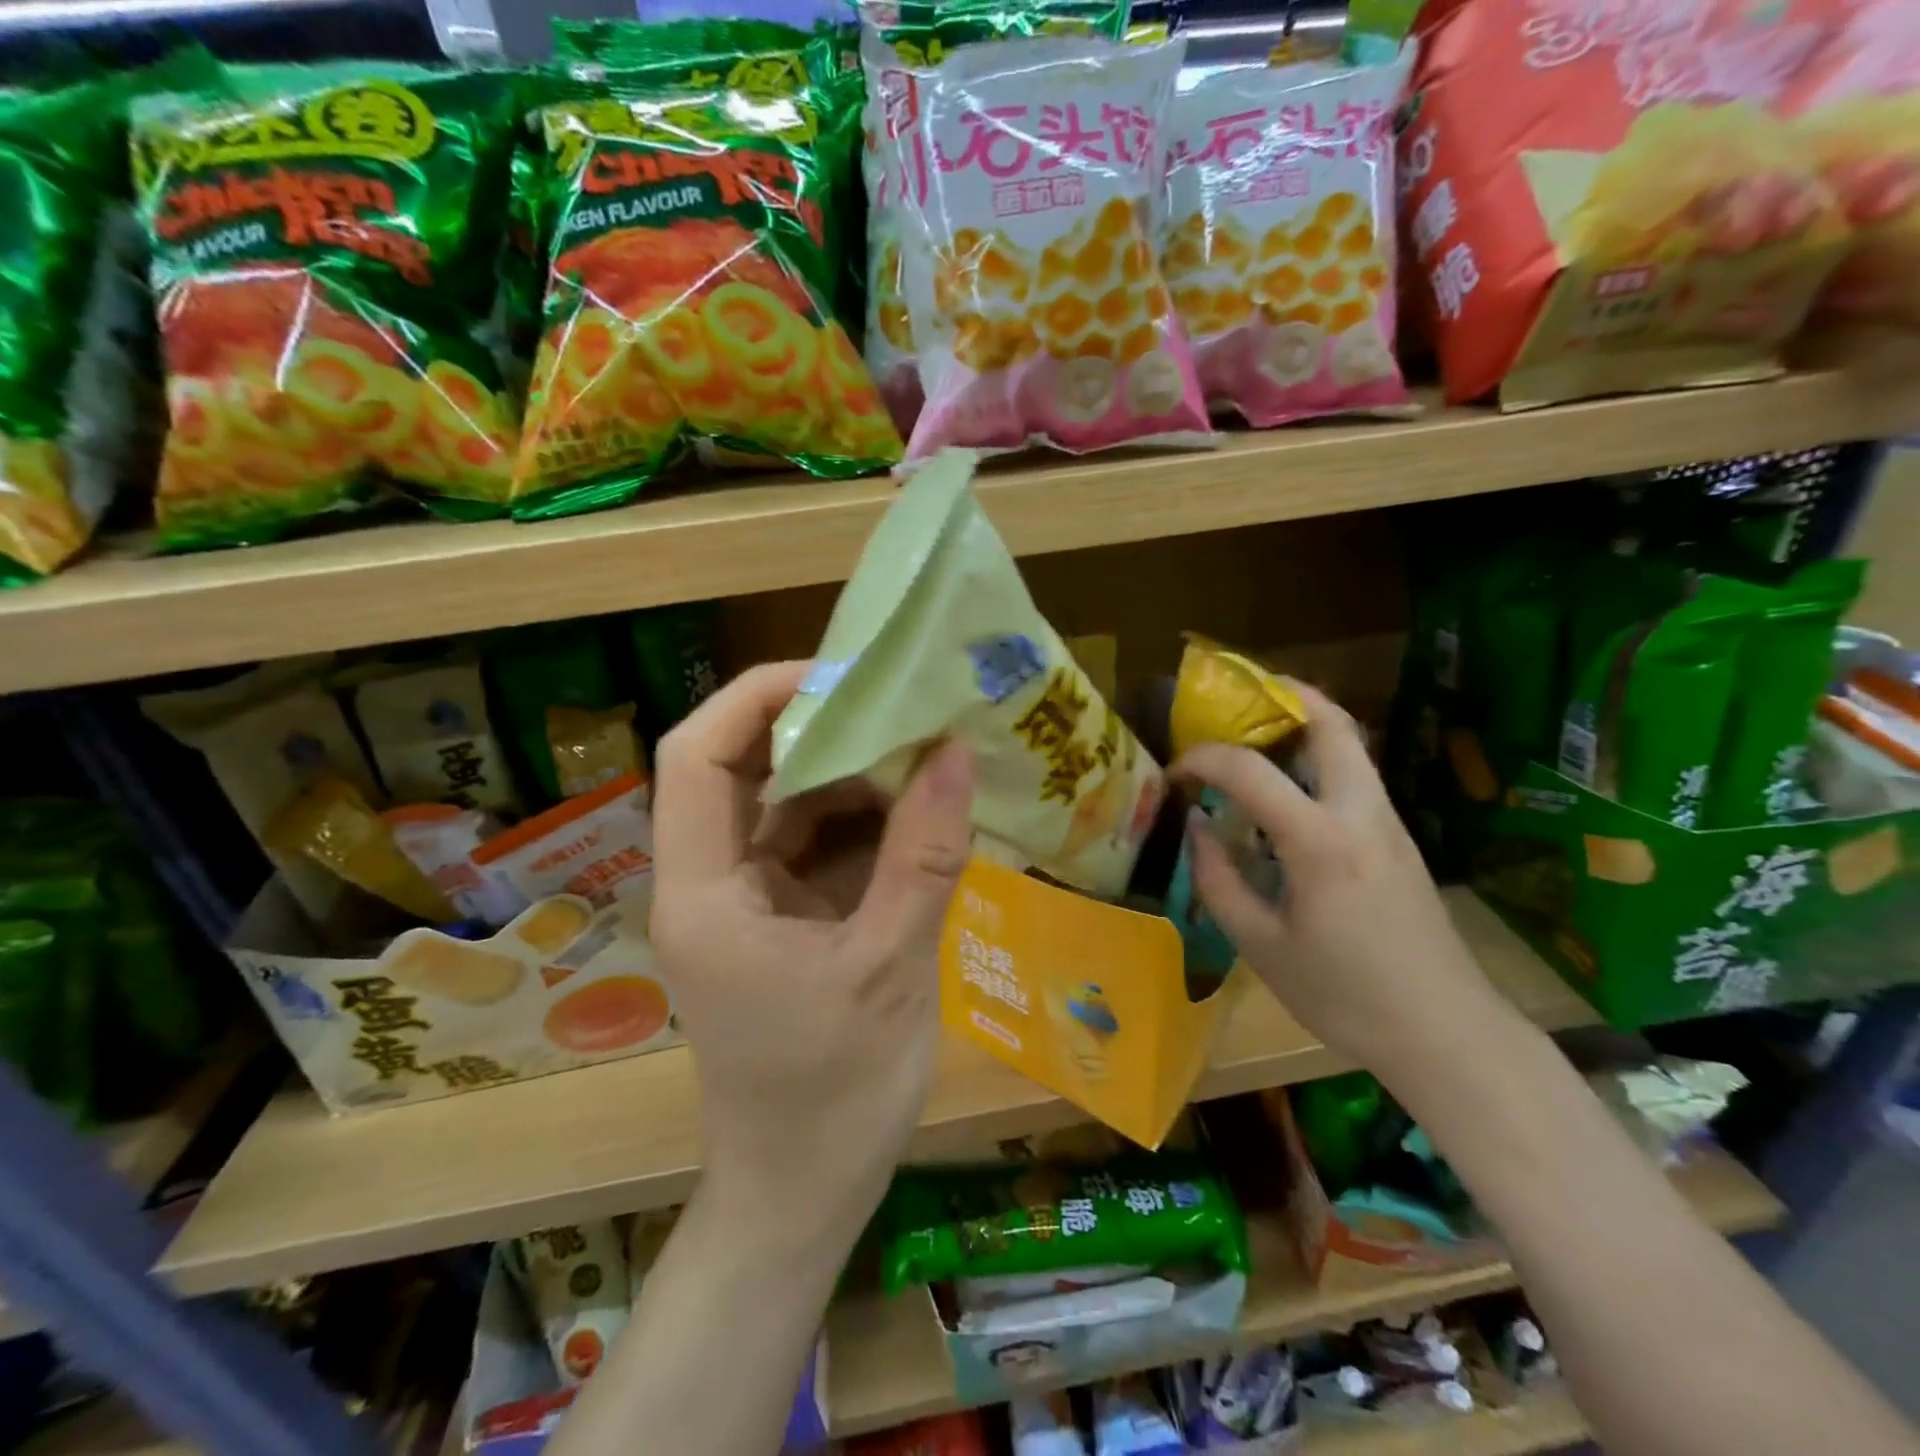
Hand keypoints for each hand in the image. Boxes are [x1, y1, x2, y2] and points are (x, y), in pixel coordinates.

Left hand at [649, 661, 975, 1229]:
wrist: (803, 1194)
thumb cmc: (833, 1096)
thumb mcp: (890, 968)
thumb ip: (923, 858)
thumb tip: (955, 754)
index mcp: (705, 892)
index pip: (697, 757)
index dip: (756, 698)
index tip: (838, 676)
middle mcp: (712, 882)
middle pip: (743, 770)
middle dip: (817, 730)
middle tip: (898, 704)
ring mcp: (748, 901)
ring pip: (787, 806)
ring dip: (850, 776)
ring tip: (922, 748)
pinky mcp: (782, 920)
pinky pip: (817, 847)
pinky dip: (863, 823)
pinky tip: (919, 812)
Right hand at [1175, 682, 1510, 1078]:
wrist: (1446, 1033)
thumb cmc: (1344, 995)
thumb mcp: (1261, 946)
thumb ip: (1219, 880)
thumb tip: (1199, 827)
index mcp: (1320, 841)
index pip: (1250, 770)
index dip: (1202, 760)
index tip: (1175, 774)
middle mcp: (1361, 814)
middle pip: (1332, 724)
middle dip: (1284, 698)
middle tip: (1236, 704)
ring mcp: (1389, 823)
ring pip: (1351, 746)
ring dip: (1304, 726)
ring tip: (1255, 739)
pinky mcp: (1399, 840)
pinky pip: (1356, 776)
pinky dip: (1319, 760)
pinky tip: (1287, 793)